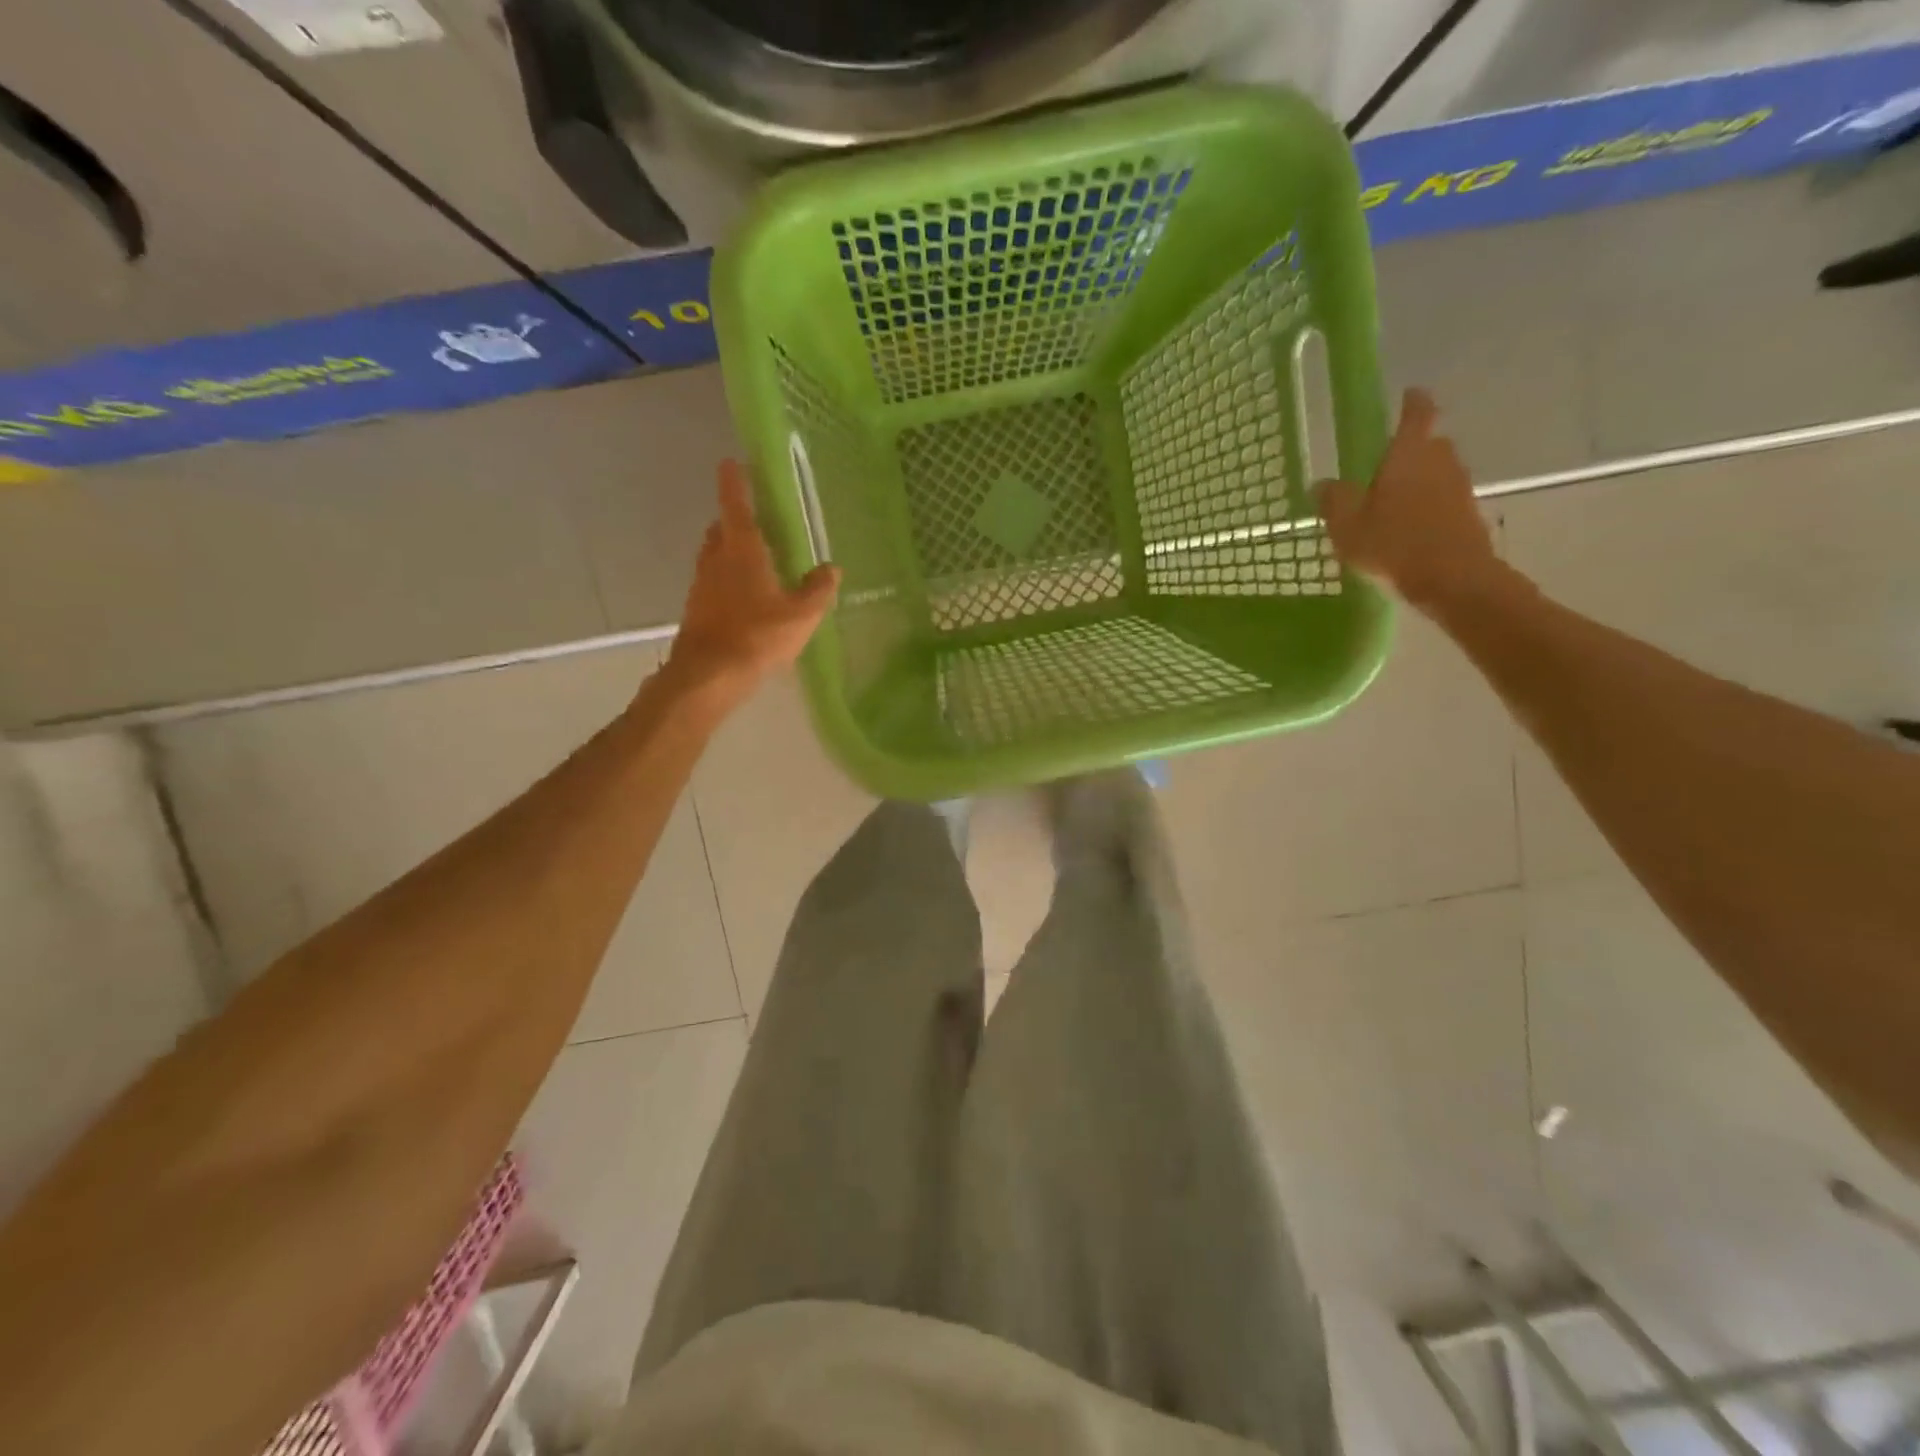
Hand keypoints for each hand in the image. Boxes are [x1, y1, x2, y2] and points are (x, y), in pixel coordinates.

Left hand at [666, 460, 840, 701]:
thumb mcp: (801, 615)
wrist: (709, 674)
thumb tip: (830, 568)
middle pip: (722, 529)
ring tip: (756, 561)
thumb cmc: (757, 636)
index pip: (736, 504)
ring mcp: (702, 584)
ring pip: (715, 556)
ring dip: (730, 551)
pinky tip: (745, 599)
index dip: (734, 482)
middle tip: (757, 522)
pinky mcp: (697, 608)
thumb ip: (818, 589)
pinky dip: (727, 580)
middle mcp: (716, 559)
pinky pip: (713, 582)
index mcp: (742, 549)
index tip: (731, 462)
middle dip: (736, 520)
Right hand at [1316, 388, 1500, 614]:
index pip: (1417, 412)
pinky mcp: (1469, 513)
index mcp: (1408, 454)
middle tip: (1383, 469)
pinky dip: (1428, 506)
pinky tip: (1409, 531)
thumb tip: (1323, 483)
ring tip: (1391, 506)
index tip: (1407, 396)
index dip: (1412, 401)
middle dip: (1408, 451)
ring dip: (1418, 482)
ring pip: (1436, 472)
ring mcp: (1459, 486)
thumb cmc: (1394, 544)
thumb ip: (1334, 500)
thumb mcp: (1347, 525)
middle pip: (1428, 443)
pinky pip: (1444, 499)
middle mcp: (1440, 460)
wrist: (1453, 579)